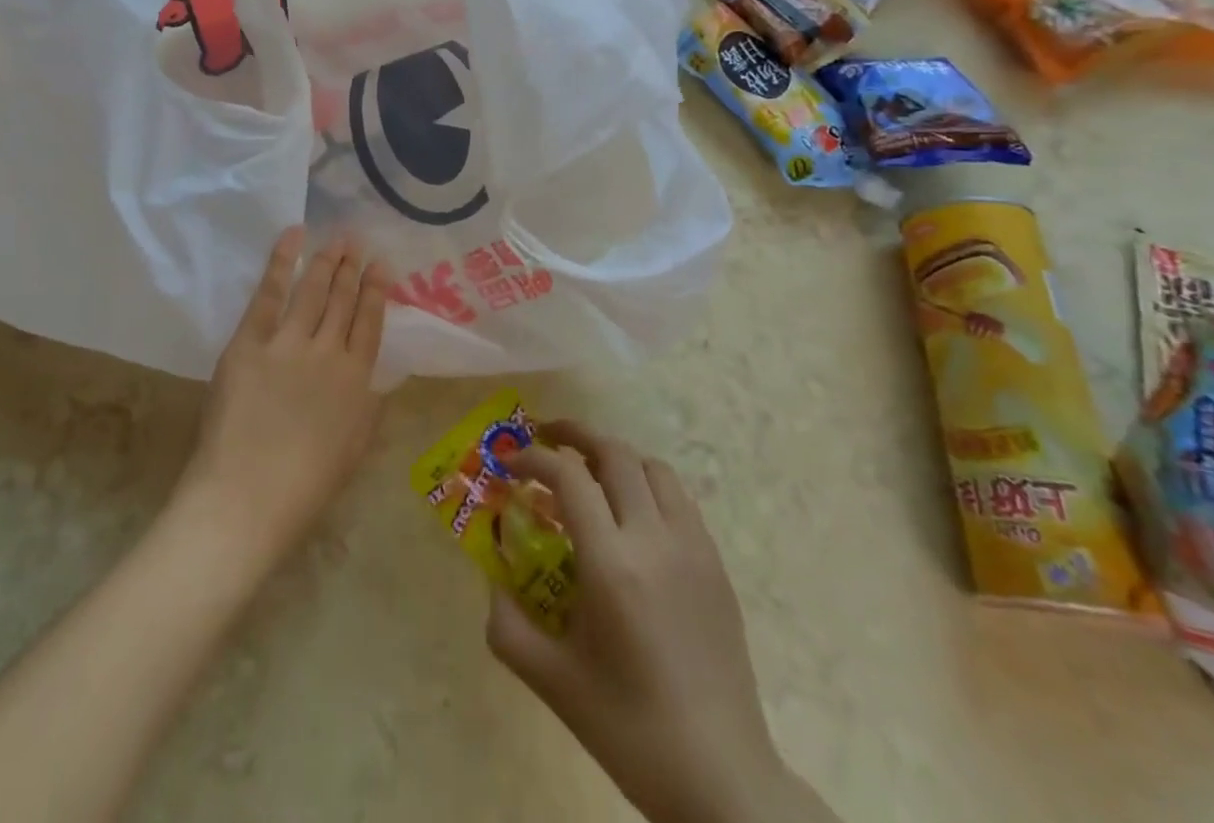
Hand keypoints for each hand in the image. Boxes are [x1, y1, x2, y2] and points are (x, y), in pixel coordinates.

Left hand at [179, 228, 388, 564]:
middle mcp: (328, 351)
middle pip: (343, 300)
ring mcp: (288, 343)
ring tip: (336, 238)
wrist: (247, 497)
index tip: (382, 266)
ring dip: (326, 260)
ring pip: (312, 290)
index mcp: (357, 380)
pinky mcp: (250, 342)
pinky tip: (292, 238)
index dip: (377, 291)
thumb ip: (368, 408)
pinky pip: (269, 294)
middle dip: (351, 267)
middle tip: (356, 240)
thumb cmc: (305, 486)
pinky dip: (281, 263)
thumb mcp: (354, 449)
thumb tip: (375, 381)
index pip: (371, 322)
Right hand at [487, 424, 833, 822]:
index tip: (510, 464)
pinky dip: (647, 485)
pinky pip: (679, 499)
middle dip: (574, 435)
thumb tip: (491, 580)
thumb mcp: (552, 682)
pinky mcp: (716, 564)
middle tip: (545, 438)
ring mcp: (693, 548)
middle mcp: (654, 540)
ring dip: (615, 456)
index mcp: (611, 565)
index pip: (568, 477)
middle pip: (614, 454)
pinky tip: (632, 514)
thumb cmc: (629, 730)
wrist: (722, 779)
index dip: (533, 458)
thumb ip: (506, 625)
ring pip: (652, 467)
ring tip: (589, 471)